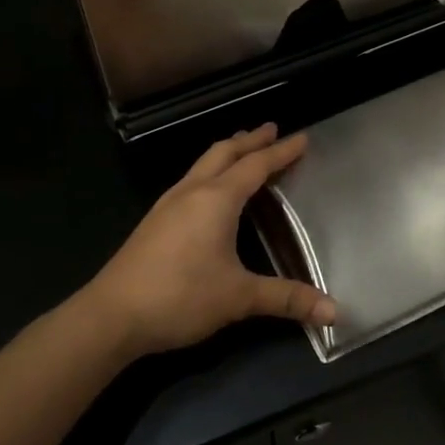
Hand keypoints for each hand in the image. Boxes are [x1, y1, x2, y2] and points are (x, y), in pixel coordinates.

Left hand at [82, 123, 337, 357]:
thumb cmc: (180, 297)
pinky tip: (211, 190)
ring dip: (228, 152)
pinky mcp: (155, 220)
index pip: (256, 166)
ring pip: (203, 164)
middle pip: (225, 152)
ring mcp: (168, 204)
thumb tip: (334, 311)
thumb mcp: (239, 298)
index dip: (281, 152)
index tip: (302, 138)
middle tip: (272, 130)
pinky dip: (211, 171)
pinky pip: (191, 180)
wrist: (111, 315)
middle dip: (250, 140)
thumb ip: (287, 299)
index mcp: (217, 199)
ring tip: (244, 151)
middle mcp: (192, 192)